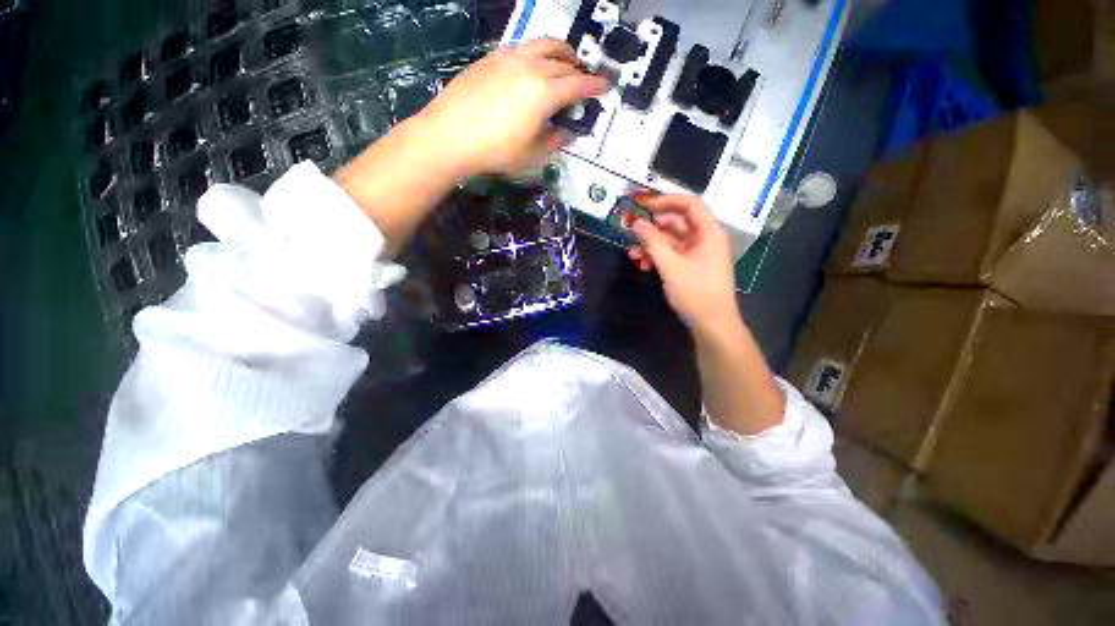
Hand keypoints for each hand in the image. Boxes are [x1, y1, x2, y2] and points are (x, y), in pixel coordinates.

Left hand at [417, 38, 608, 177]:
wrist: (451, 135)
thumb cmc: (496, 151)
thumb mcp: (531, 154)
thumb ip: (553, 141)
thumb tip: (564, 133)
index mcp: (545, 93)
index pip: (579, 84)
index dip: (596, 86)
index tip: (607, 86)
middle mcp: (531, 67)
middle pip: (564, 60)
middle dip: (580, 68)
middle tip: (585, 78)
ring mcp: (510, 57)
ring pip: (544, 44)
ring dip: (560, 52)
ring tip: (564, 62)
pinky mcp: (492, 57)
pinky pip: (523, 47)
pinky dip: (538, 53)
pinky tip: (533, 66)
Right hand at [628, 194, 740, 337]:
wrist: (712, 324)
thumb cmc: (695, 292)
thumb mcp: (671, 266)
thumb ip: (653, 242)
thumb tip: (637, 223)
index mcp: (708, 232)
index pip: (688, 204)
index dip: (665, 201)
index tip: (642, 206)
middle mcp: (705, 238)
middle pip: (677, 223)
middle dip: (652, 228)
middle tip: (630, 230)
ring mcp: (698, 254)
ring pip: (671, 241)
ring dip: (651, 245)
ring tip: (632, 253)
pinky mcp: (691, 267)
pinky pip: (672, 255)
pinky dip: (658, 257)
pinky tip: (642, 264)